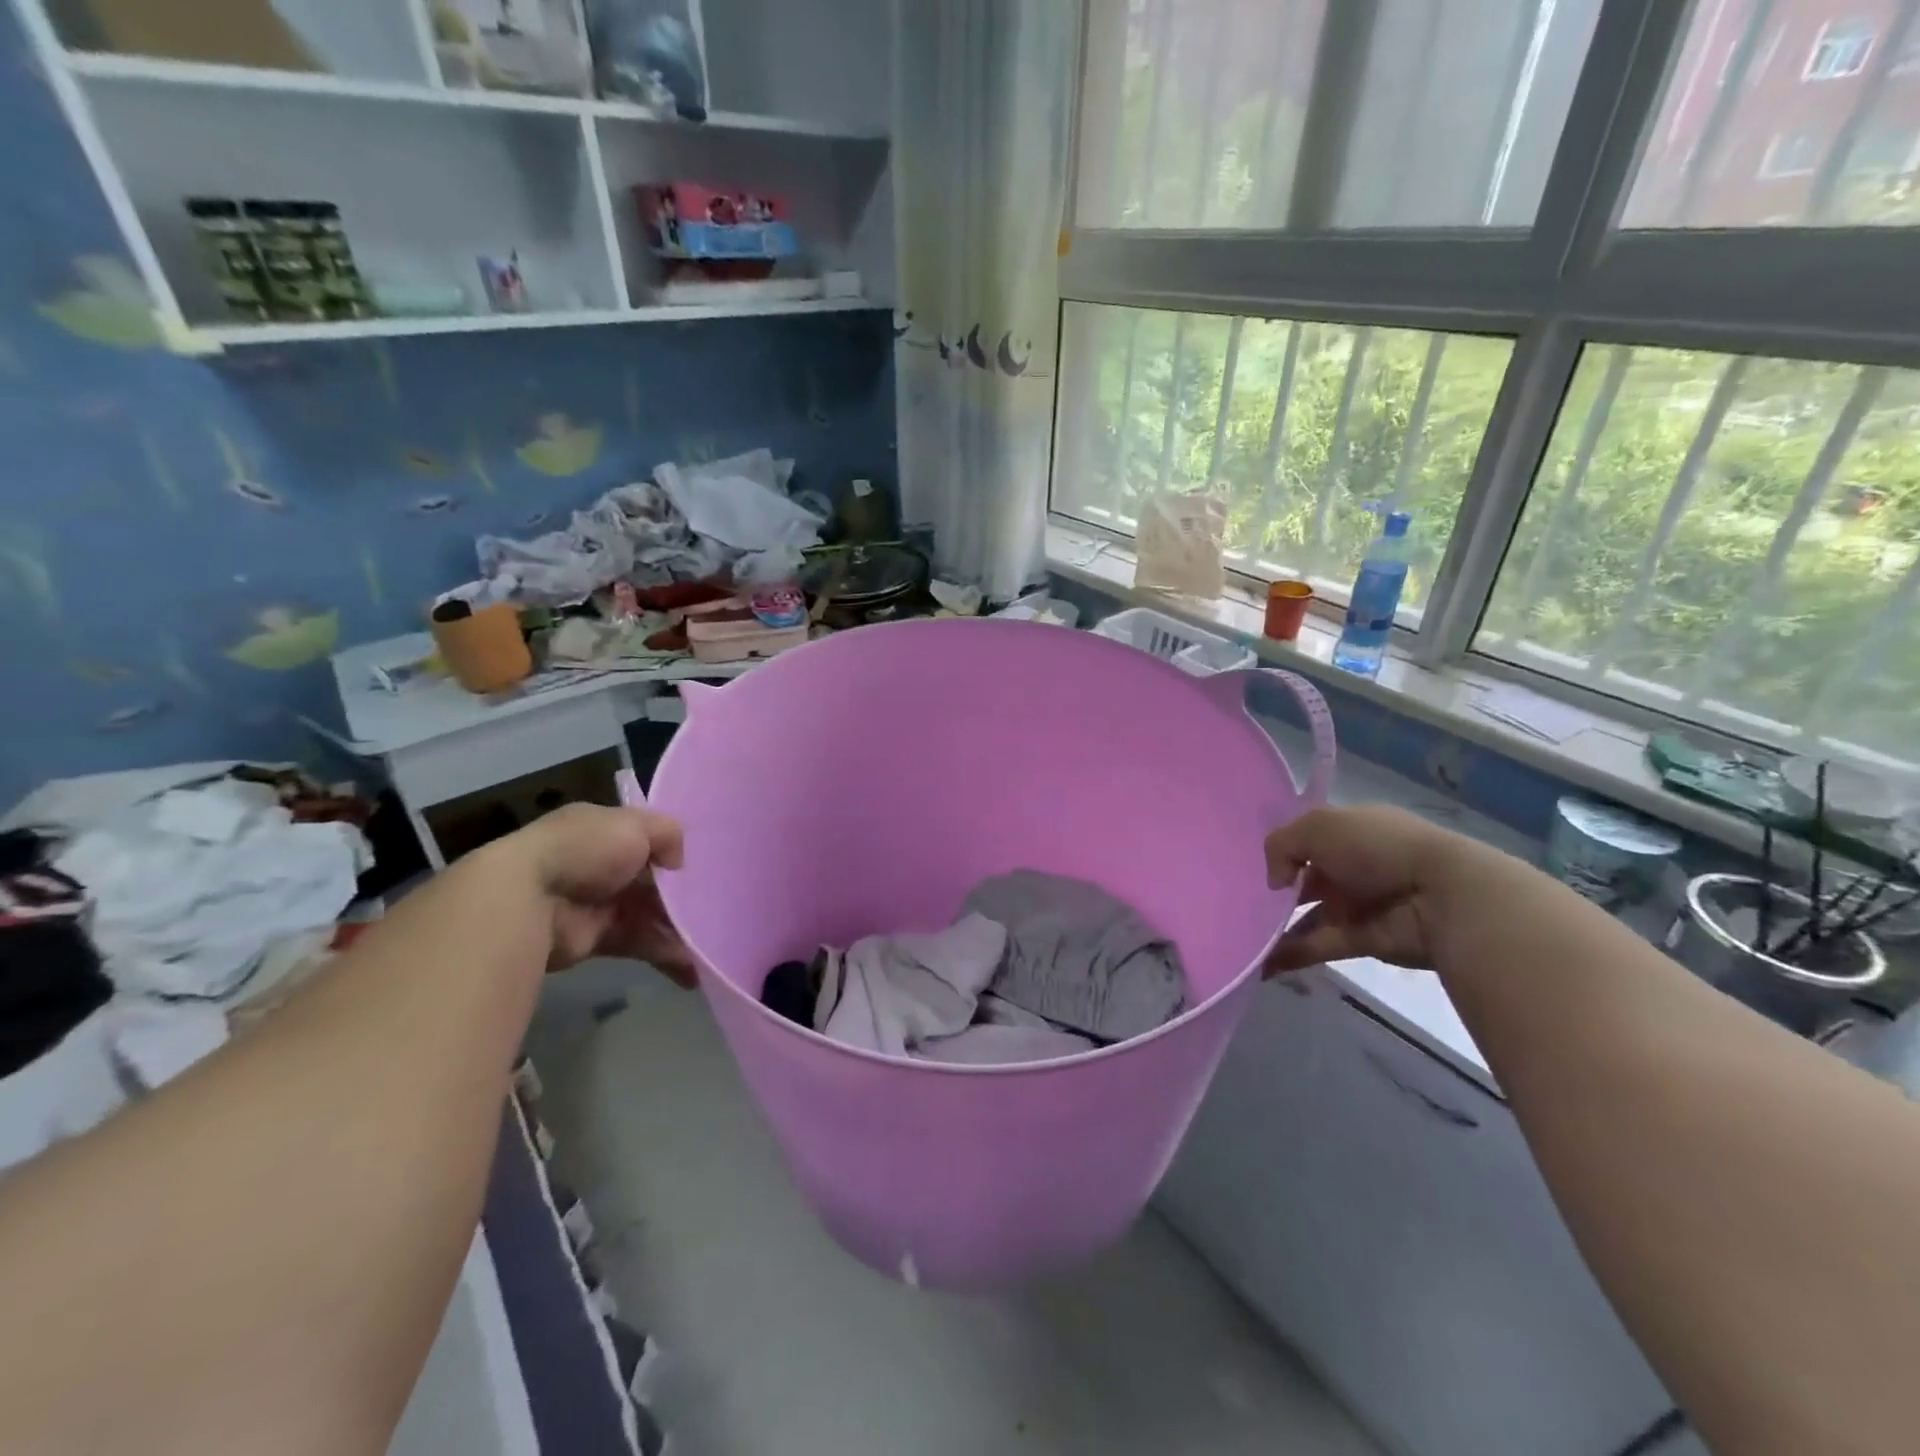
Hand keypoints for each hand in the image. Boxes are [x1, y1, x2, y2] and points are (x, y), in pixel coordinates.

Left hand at [498, 802, 694, 982]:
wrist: (527, 901)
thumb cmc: (584, 851)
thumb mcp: (635, 825)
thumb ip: (668, 833)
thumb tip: (678, 862)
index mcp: (604, 830)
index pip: (646, 838)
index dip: (674, 851)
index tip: (707, 865)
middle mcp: (601, 865)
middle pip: (652, 881)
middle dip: (682, 896)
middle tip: (718, 908)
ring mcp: (598, 903)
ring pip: (650, 915)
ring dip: (679, 930)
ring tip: (711, 946)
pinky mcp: (596, 940)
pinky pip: (640, 945)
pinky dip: (665, 956)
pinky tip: (692, 969)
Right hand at [1262, 805, 1481, 975]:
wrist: (1441, 897)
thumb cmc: (1377, 848)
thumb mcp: (1318, 826)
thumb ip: (1281, 845)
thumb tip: (1276, 883)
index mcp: (1348, 833)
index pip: (1307, 840)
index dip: (1282, 851)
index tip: (1250, 866)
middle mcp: (1351, 867)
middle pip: (1305, 880)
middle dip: (1275, 893)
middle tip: (1239, 903)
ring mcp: (1357, 905)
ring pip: (1307, 916)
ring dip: (1275, 928)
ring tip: (1242, 938)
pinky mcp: (1361, 941)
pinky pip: (1316, 946)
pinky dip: (1288, 955)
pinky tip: (1259, 963)